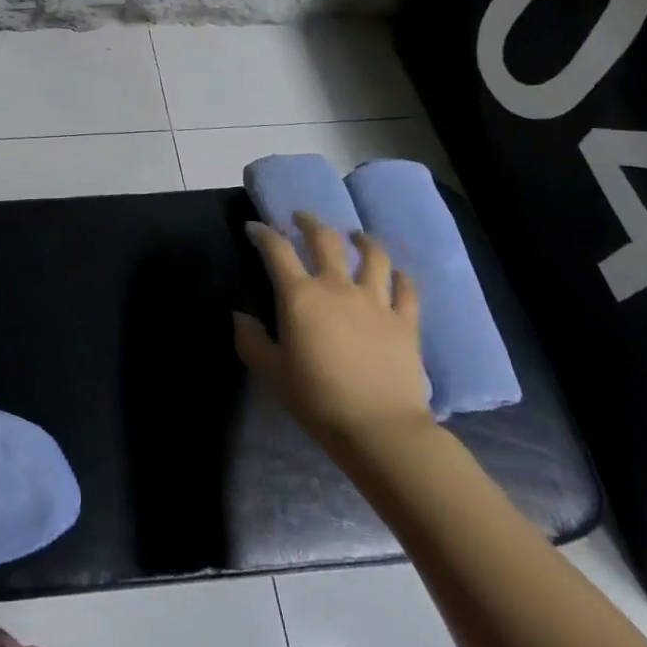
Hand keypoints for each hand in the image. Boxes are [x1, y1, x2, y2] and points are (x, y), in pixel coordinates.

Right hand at [234, 214, 432, 465]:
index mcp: (300, 296)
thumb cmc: (316, 398)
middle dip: (309, 222)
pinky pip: (406, 289)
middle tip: (302, 218)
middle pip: (325, 240)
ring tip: (356, 235)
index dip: (263, 233)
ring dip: (362, 240)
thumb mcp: (270, 371)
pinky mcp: (405, 321)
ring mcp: (375, 301)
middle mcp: (337, 287)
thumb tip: (240, 316)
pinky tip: (396, 274)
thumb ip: (251, 340)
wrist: (378, 428)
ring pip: (373, 256)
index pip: (277, 250)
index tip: (254, 228)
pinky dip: (400, 276)